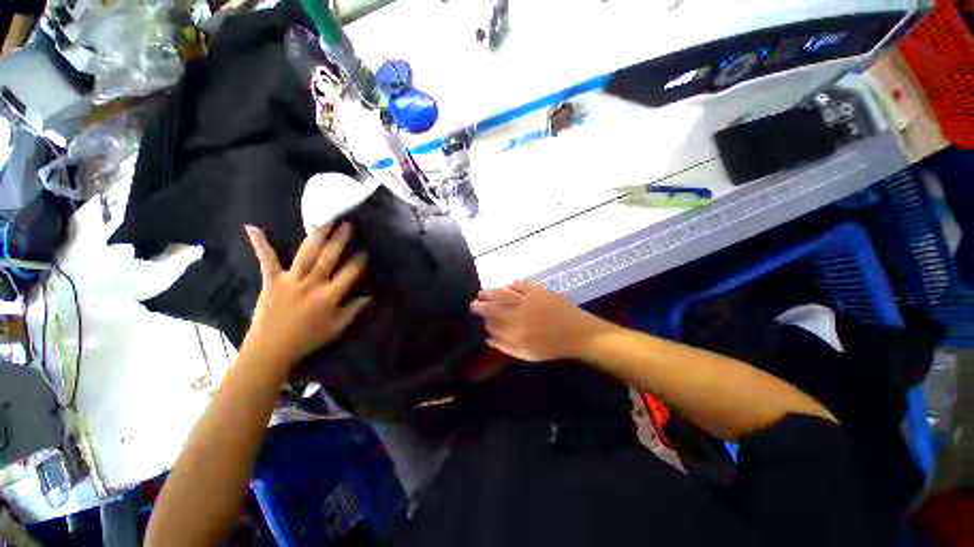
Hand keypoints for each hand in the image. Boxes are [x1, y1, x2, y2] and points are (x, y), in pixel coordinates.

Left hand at [242, 223, 369, 370]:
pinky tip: (252, 228)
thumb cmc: (308, 339)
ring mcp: (290, 281)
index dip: (359, 261)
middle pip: (329, 258)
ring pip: (306, 254)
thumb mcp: (337, 328)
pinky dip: (260, 244)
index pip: (349, 274)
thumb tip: (368, 296)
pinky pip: (267, 261)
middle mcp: (311, 284)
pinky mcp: (271, 282)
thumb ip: (353, 310)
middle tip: (347, 225)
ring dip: (316, 237)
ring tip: (324, 222)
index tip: (365, 251)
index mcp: (329, 296)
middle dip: (340, 240)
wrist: (271, 350)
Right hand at [470, 281, 604, 361]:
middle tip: (473, 303)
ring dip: (490, 292)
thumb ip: (505, 346)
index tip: (477, 318)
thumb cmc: (552, 347)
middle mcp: (518, 315)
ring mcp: (527, 300)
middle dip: (480, 304)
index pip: (491, 324)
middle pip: (492, 307)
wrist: (577, 333)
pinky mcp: (537, 291)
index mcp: (515, 332)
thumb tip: (487, 338)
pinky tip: (508, 286)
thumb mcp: (527, 354)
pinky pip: (520, 284)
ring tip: (483, 292)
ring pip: (502, 293)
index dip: (482, 320)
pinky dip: (511, 284)